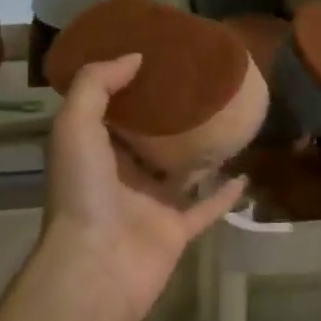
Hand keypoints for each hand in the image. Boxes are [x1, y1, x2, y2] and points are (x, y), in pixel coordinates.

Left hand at [42, 54, 246, 320]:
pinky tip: (245, 173)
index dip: (128, 83)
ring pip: (180, 171)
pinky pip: (206, 207)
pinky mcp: (177, 228)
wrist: (99, 265)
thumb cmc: (83, 190)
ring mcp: (151, 203)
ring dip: (200, 151)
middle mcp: (122, 174)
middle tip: (199, 82)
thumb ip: (96, 85)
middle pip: (148, 138)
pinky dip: (225, 194)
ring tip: (227, 122)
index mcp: (94, 150)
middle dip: (169, 114)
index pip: (110, 109)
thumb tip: (135, 57)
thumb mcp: (75, 125)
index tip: (156, 55)